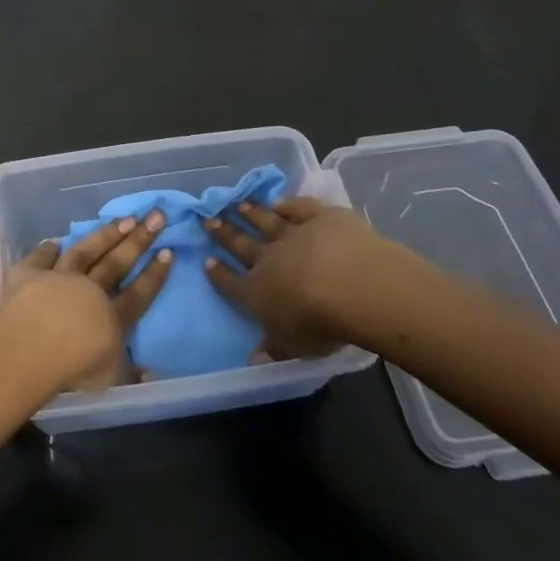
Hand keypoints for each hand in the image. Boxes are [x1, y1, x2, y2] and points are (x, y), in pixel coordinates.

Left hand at [1, 213, 174, 389]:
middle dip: (139, 239)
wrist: (30, 347)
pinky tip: (54, 241)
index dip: (154, 274)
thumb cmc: (72, 368)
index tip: (169, 251)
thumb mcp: (108, 379)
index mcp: (110, 317)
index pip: (138, 293)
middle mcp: (88, 290)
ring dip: (105, 235)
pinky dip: (47, 249)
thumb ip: (129, 373)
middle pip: (117, 263)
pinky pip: (40, 258)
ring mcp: (58, 278)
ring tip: (123, 219)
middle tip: (156, 215)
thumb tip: (150, 374)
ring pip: (85, 251)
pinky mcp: (28, 274)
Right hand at [204, 197, 413, 358]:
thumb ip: (274, 348)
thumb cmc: (320, 324)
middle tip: (209, 219)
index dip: (219, 274)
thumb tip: (254, 360)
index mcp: (258, 293)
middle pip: (241, 244)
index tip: (206, 260)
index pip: (232, 283)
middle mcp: (270, 259)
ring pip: (267, 221)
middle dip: (224, 233)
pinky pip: (300, 208)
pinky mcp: (321, 218)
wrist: (353, 285)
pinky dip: (288, 203)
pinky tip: (280, 200)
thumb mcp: (295, 347)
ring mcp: (295, 234)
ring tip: (238, 204)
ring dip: (251, 213)